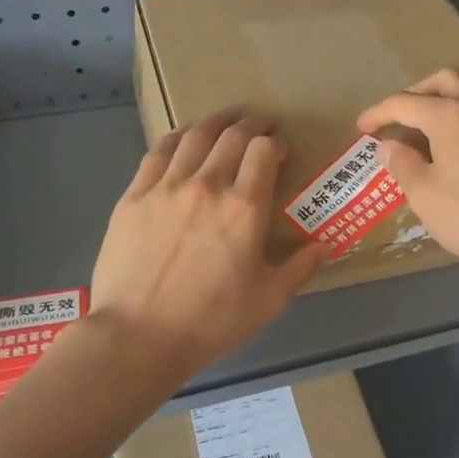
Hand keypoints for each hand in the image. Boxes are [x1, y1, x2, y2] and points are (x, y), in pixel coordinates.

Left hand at [88, 112, 324, 376]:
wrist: (138, 335)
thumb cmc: (211, 320)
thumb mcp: (269, 300)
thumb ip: (300, 267)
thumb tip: (324, 246)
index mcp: (244, 207)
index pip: (264, 151)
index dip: (276, 143)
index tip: (280, 150)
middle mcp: (207, 185)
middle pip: (232, 136)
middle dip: (251, 124)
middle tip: (259, 125)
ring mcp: (166, 186)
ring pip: (195, 136)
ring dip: (215, 123)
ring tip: (225, 122)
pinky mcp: (134, 196)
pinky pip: (158, 152)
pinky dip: (177, 138)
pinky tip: (183, 139)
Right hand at [356, 70, 458, 284]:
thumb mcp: (424, 194)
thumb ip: (402, 163)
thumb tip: (389, 144)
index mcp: (449, 115)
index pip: (404, 103)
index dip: (378, 113)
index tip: (362, 128)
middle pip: (443, 81)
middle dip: (415, 93)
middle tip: (399, 117)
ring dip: (451, 92)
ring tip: (437, 115)